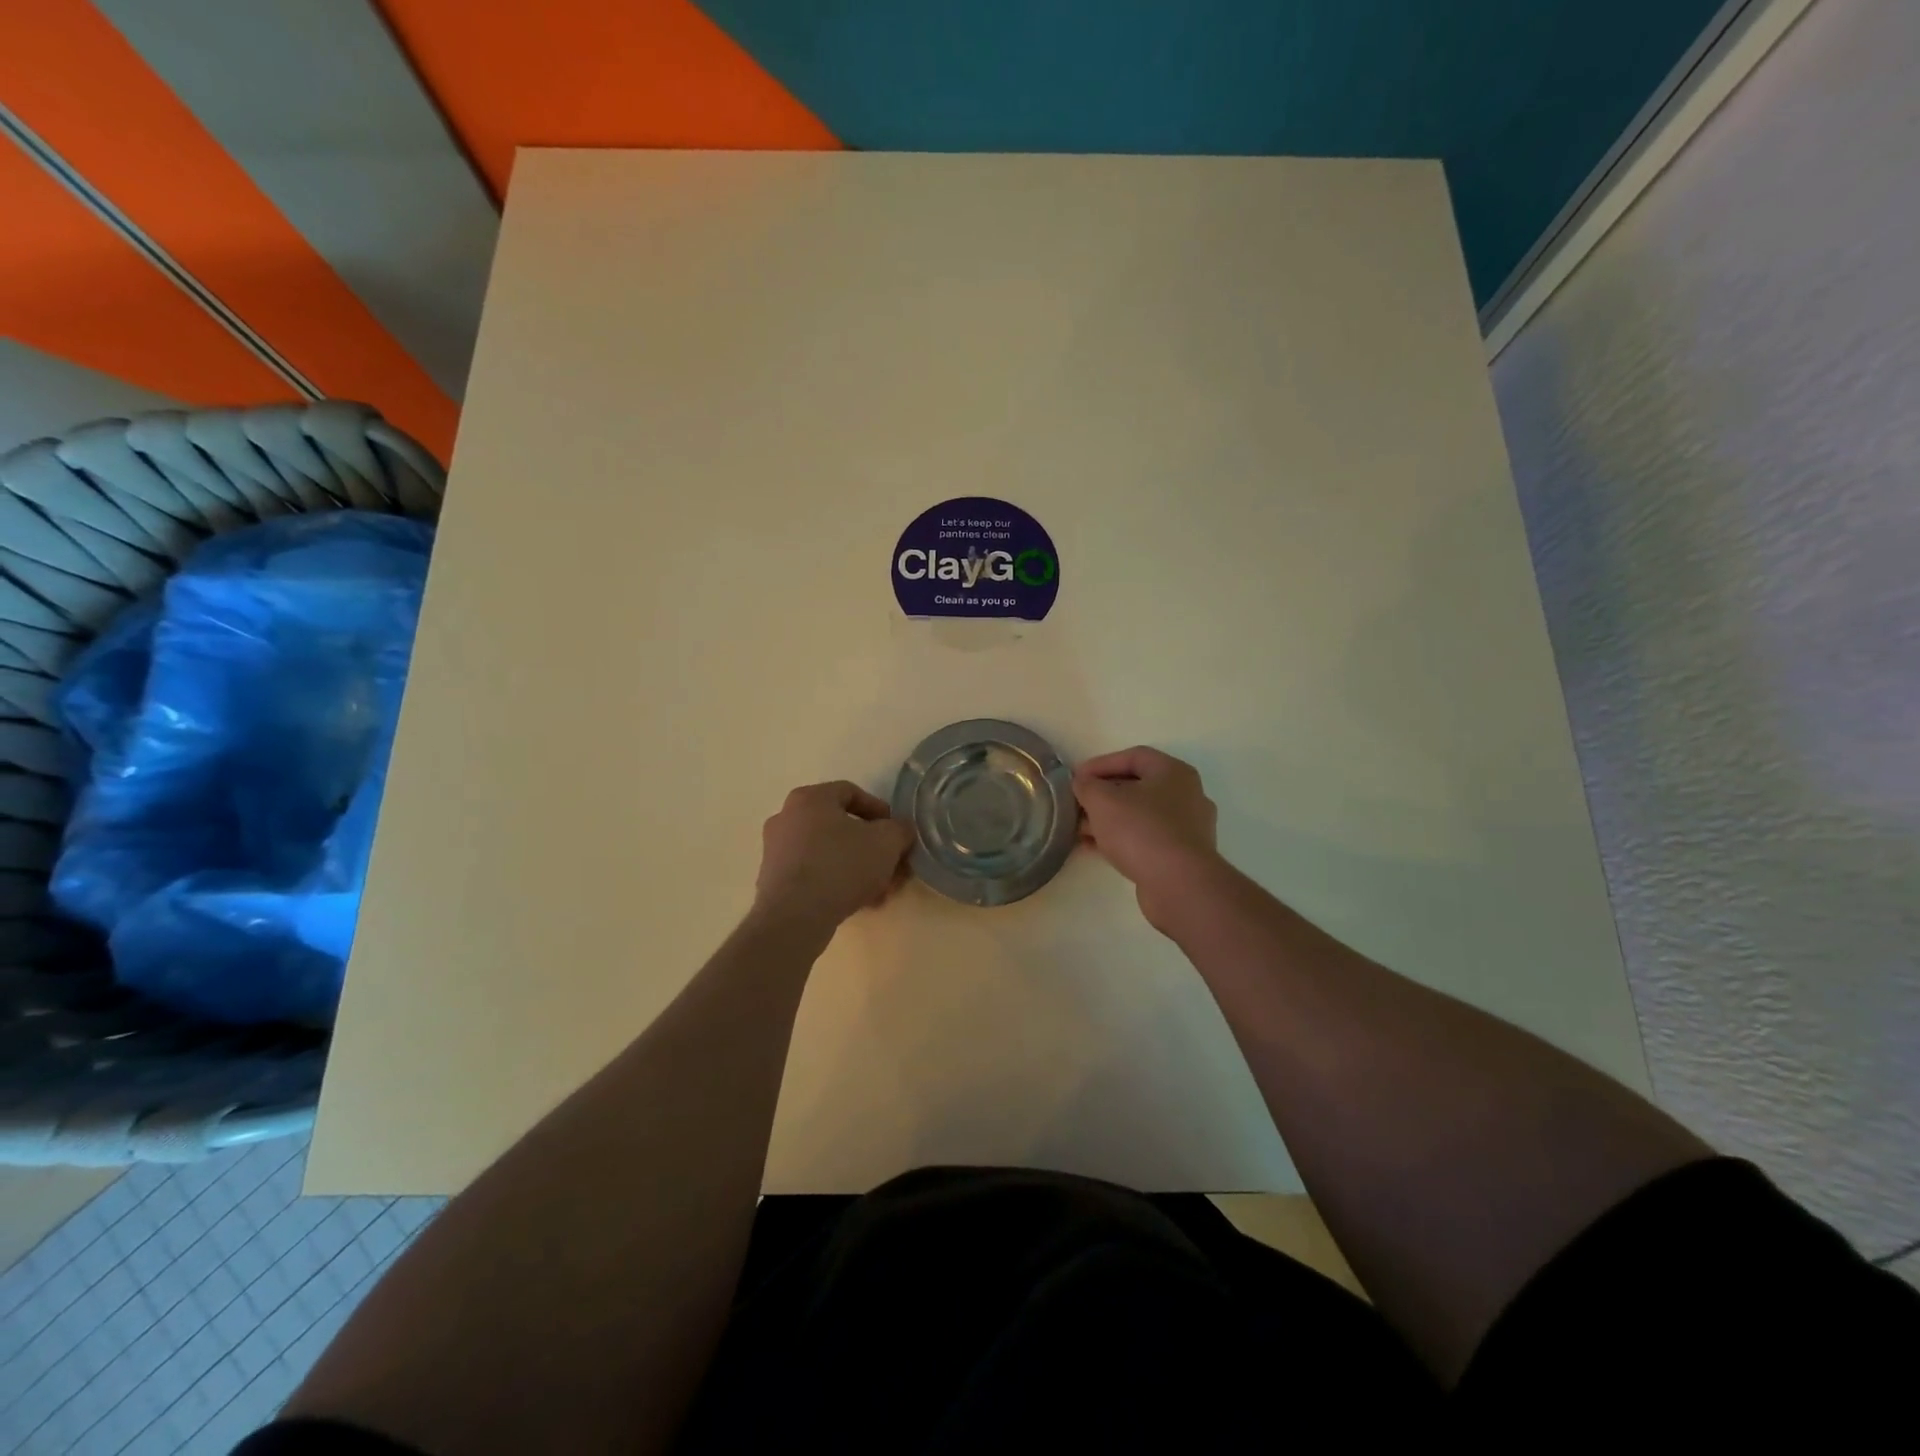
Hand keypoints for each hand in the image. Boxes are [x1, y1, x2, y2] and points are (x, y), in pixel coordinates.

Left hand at [753, 781, 915, 932]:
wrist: (795, 916)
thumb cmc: (841, 865)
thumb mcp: (887, 842)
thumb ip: (900, 830)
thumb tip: (899, 831)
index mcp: (810, 798)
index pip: (851, 792)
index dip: (880, 810)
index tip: (896, 832)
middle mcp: (787, 817)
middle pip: (840, 826)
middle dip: (872, 847)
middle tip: (891, 866)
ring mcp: (776, 850)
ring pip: (828, 852)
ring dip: (857, 868)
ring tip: (879, 892)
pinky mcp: (773, 881)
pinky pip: (813, 873)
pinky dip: (836, 883)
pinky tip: (857, 903)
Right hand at [1073, 747, 1222, 933]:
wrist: (1179, 885)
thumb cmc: (1141, 830)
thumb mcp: (1102, 800)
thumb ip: (1087, 785)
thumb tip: (1082, 783)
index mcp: (1174, 772)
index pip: (1134, 756)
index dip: (1101, 764)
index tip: (1076, 778)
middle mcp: (1186, 795)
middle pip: (1137, 786)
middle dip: (1103, 795)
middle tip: (1077, 805)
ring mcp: (1187, 827)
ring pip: (1140, 815)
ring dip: (1109, 819)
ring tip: (1080, 830)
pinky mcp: (1182, 856)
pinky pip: (1146, 838)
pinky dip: (1121, 839)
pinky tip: (1096, 849)